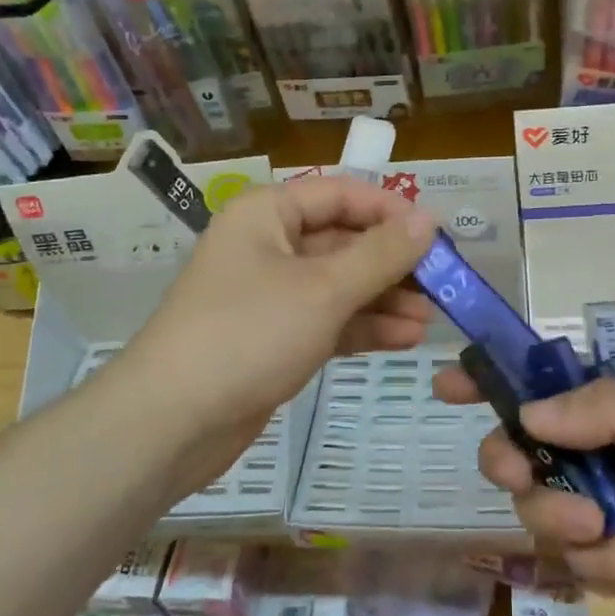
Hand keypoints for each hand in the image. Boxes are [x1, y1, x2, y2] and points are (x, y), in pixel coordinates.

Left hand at [119, 177, 435, 494]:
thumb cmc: (248, 334)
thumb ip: (381, 254)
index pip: (340, 193)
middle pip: (343, 241)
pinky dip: (363, 327)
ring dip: (384, 298)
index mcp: (268, 214)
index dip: (390, 210)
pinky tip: (405, 339)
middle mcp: (268, 246)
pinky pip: (328, 320)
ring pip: (339, 284)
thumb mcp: (324, 289)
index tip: (436, 235)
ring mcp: (270, 295)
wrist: (172, 422)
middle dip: (392, 263)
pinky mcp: (274, 338)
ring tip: (431, 319)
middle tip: (442, 284)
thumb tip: (429, 218)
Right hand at [435, 359, 614, 615]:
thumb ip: (607, 410)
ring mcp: (603, 502)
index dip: (494, 378)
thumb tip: (527, 416)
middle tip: (521, 478)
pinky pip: (576, 558)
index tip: (447, 384)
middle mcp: (602, 446)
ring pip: (539, 508)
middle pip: (521, 447)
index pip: (545, 377)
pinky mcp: (610, 557)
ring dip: (574, 523)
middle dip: (516, 465)